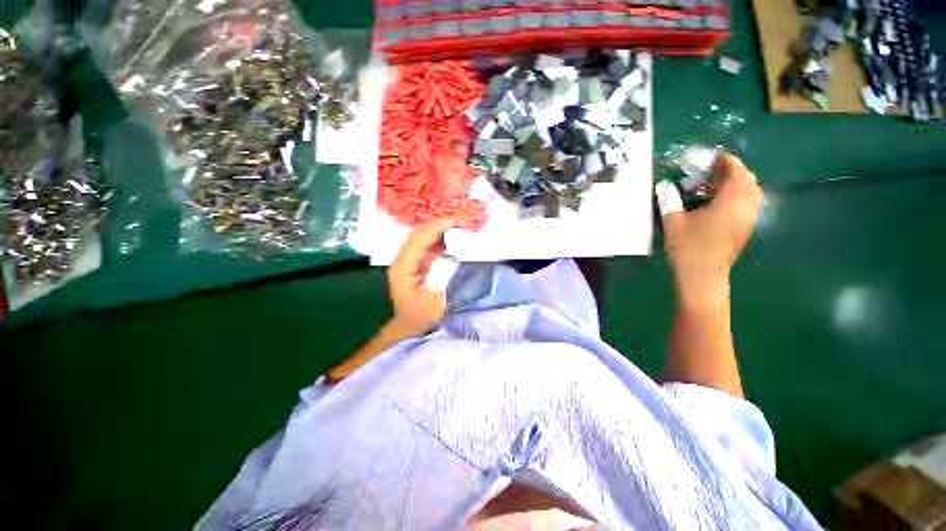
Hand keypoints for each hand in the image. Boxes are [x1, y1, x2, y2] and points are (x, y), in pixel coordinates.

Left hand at [387, 219, 453, 335]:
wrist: (409, 327)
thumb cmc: (421, 316)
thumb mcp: (436, 300)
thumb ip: (445, 276)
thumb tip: (457, 255)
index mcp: (403, 267)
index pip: (419, 238)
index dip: (437, 227)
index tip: (458, 221)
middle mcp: (403, 259)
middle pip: (420, 234)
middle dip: (441, 225)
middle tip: (463, 221)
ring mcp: (408, 260)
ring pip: (424, 238)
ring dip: (441, 230)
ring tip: (461, 226)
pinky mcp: (416, 263)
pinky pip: (428, 245)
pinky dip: (441, 239)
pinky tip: (453, 238)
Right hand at [658, 153, 762, 294]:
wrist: (703, 275)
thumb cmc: (688, 246)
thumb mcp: (673, 221)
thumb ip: (670, 199)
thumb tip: (664, 185)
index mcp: (730, 201)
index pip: (737, 172)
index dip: (727, 161)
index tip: (714, 156)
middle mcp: (746, 207)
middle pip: (748, 180)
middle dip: (734, 171)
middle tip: (713, 171)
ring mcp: (749, 219)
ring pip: (752, 192)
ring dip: (738, 184)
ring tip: (717, 185)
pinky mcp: (747, 228)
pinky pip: (750, 204)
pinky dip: (740, 196)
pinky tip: (722, 203)